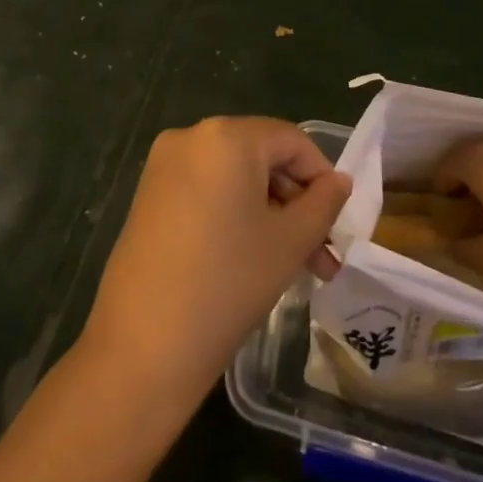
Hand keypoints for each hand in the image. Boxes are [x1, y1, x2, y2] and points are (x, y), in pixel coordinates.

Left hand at [82, 117, 349, 401]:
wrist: (143, 345)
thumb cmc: (228, 282)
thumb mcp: (290, 241)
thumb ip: (324, 203)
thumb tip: (339, 181)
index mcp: (226, 136)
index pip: (292, 141)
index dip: (322, 177)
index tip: (338, 222)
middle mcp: (190, 137)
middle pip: (262, 157)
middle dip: (296, 203)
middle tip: (322, 253)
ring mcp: (164, 166)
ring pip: (235, 178)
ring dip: (270, 214)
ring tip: (297, 265)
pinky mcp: (149, 195)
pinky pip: (207, 191)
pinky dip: (235, 215)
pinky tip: (253, 258)